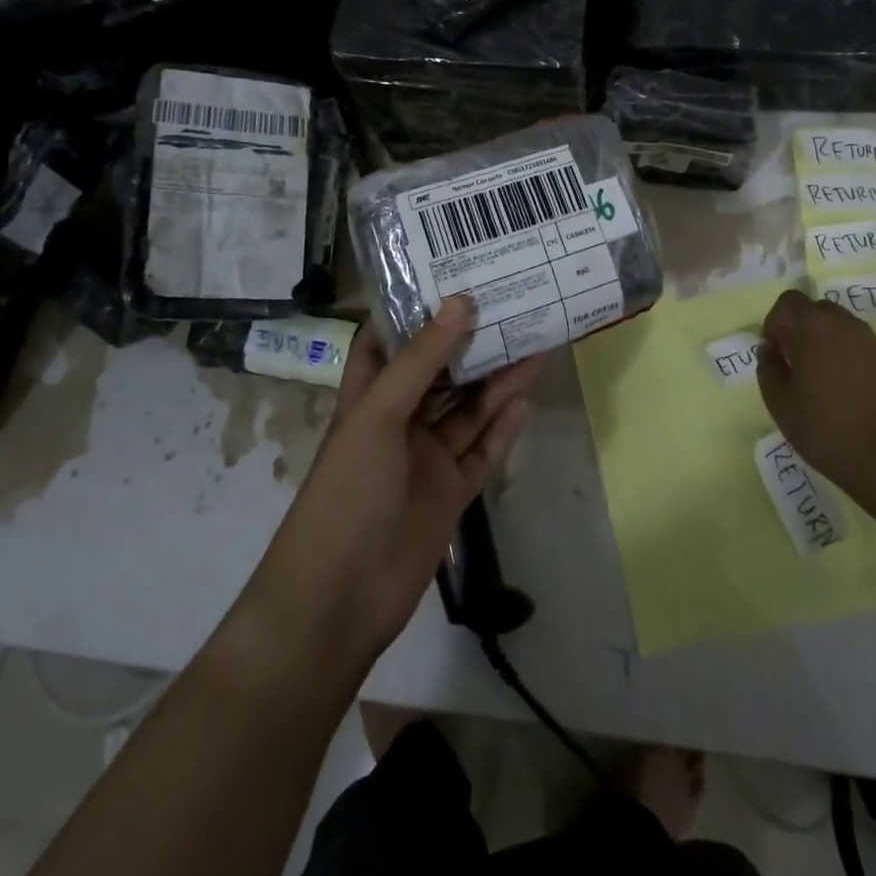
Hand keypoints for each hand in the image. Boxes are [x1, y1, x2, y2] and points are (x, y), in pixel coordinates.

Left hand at [247, 298, 542, 663]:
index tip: (452, 277)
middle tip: (512, 307)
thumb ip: (422, 360)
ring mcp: (425, 459)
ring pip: (467, 411)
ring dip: (497, 382)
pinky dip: (503, 430)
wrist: (340, 598)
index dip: (414, 311)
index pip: (387, 342)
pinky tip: (527, 402)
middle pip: (440, 374)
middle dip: (471, 343)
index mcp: (368, 397)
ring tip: (535, 344)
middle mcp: (398, 422)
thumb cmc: (347, 492)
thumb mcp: (379, 415)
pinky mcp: (450, 494)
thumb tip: (461, 302)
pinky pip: (481, 454)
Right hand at [756, 288, 875, 492]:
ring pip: (843, 328)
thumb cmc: (827, 430)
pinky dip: (852, 359)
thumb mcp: (780, 404)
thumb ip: (768, 368)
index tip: (775, 351)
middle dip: (802, 329)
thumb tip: (770, 351)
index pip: (789, 301)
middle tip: (797, 363)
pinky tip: (852, 393)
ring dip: (828, 343)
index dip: (776, 321)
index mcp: (815, 329)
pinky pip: (865, 348)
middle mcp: (847, 326)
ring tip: (825, 380)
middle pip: (818, 310)